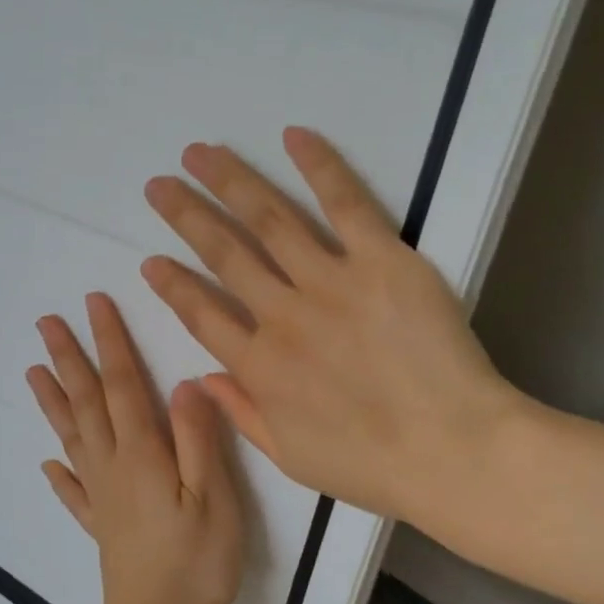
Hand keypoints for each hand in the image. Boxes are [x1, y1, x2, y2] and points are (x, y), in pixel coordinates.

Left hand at [27, 293, 246, 603]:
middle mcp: (112, 467)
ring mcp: (101, 498)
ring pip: (72, 437)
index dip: (110, 341)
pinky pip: (72, 492)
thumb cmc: (196, 564)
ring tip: (33, 371)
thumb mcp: (214, 498)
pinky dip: (59, 473)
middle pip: (86, 403)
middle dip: (69, 358)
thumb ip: (199, 439)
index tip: (94, 303)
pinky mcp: (100, 527)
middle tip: (46, 323)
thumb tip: (185, 382)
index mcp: (141, 454)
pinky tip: (48, 464)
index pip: (122, 384)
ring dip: (54, 401)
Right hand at [141, 127, 525, 525]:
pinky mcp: (382, 261)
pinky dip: (318, 167)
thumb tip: (202, 377)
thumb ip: (242, 414)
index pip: (201, 314)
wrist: (454, 452)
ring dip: (230, 183)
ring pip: (269, 221)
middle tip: (158, 184)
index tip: (150, 260)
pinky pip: (345, 205)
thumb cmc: (373, 467)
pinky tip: (292, 136)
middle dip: (186, 216)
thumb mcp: (292, 458)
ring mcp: (331, 283)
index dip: (172, 285)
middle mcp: (283, 316)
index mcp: (260, 367)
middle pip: (224, 255)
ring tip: (200, 153)